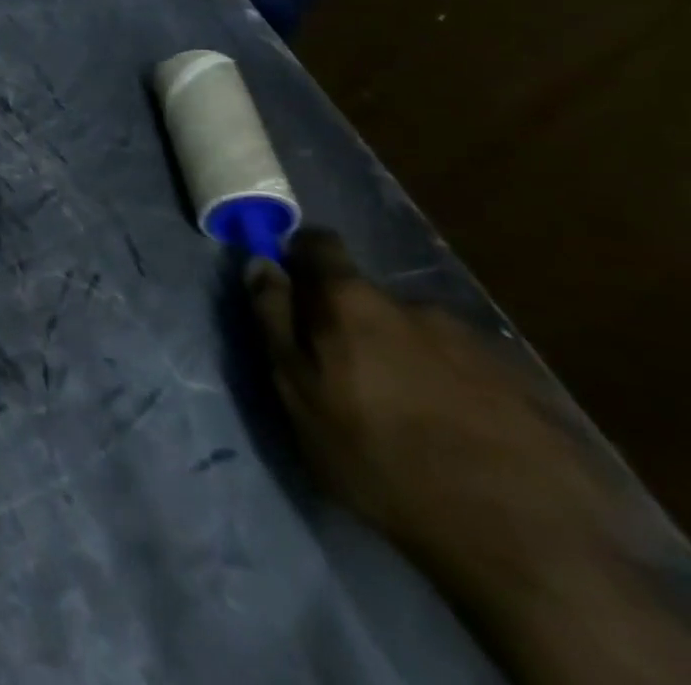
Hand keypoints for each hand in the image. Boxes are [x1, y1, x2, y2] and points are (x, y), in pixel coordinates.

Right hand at [246, 230, 625, 587]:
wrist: (530, 547)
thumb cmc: (380, 458)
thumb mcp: (298, 391)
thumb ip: (274, 319)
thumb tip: (261, 263)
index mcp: (353, 300)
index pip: (319, 244)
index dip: (300, 259)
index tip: (292, 293)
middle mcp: (415, 305)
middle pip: (370, 297)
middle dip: (354, 324)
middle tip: (349, 378)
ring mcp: (479, 346)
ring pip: (421, 336)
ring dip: (406, 358)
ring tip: (409, 415)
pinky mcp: (529, 391)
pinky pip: (469, 373)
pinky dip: (454, 391)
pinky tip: (459, 437)